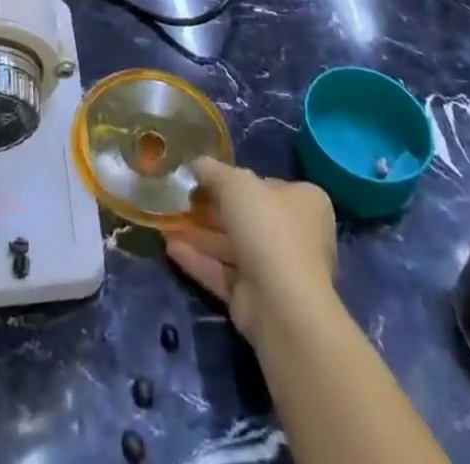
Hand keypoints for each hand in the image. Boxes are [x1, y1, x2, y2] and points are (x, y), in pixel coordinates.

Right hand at [167, 157, 336, 346]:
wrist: (282, 305)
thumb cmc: (267, 228)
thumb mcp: (236, 183)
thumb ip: (214, 171)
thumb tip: (197, 164)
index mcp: (304, 203)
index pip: (268, 184)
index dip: (237, 179)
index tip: (205, 177)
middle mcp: (294, 235)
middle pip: (246, 216)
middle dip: (210, 209)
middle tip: (179, 198)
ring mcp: (275, 270)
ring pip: (231, 246)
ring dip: (199, 234)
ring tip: (165, 222)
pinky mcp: (256, 298)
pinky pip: (223, 273)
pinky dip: (199, 260)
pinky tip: (170, 248)